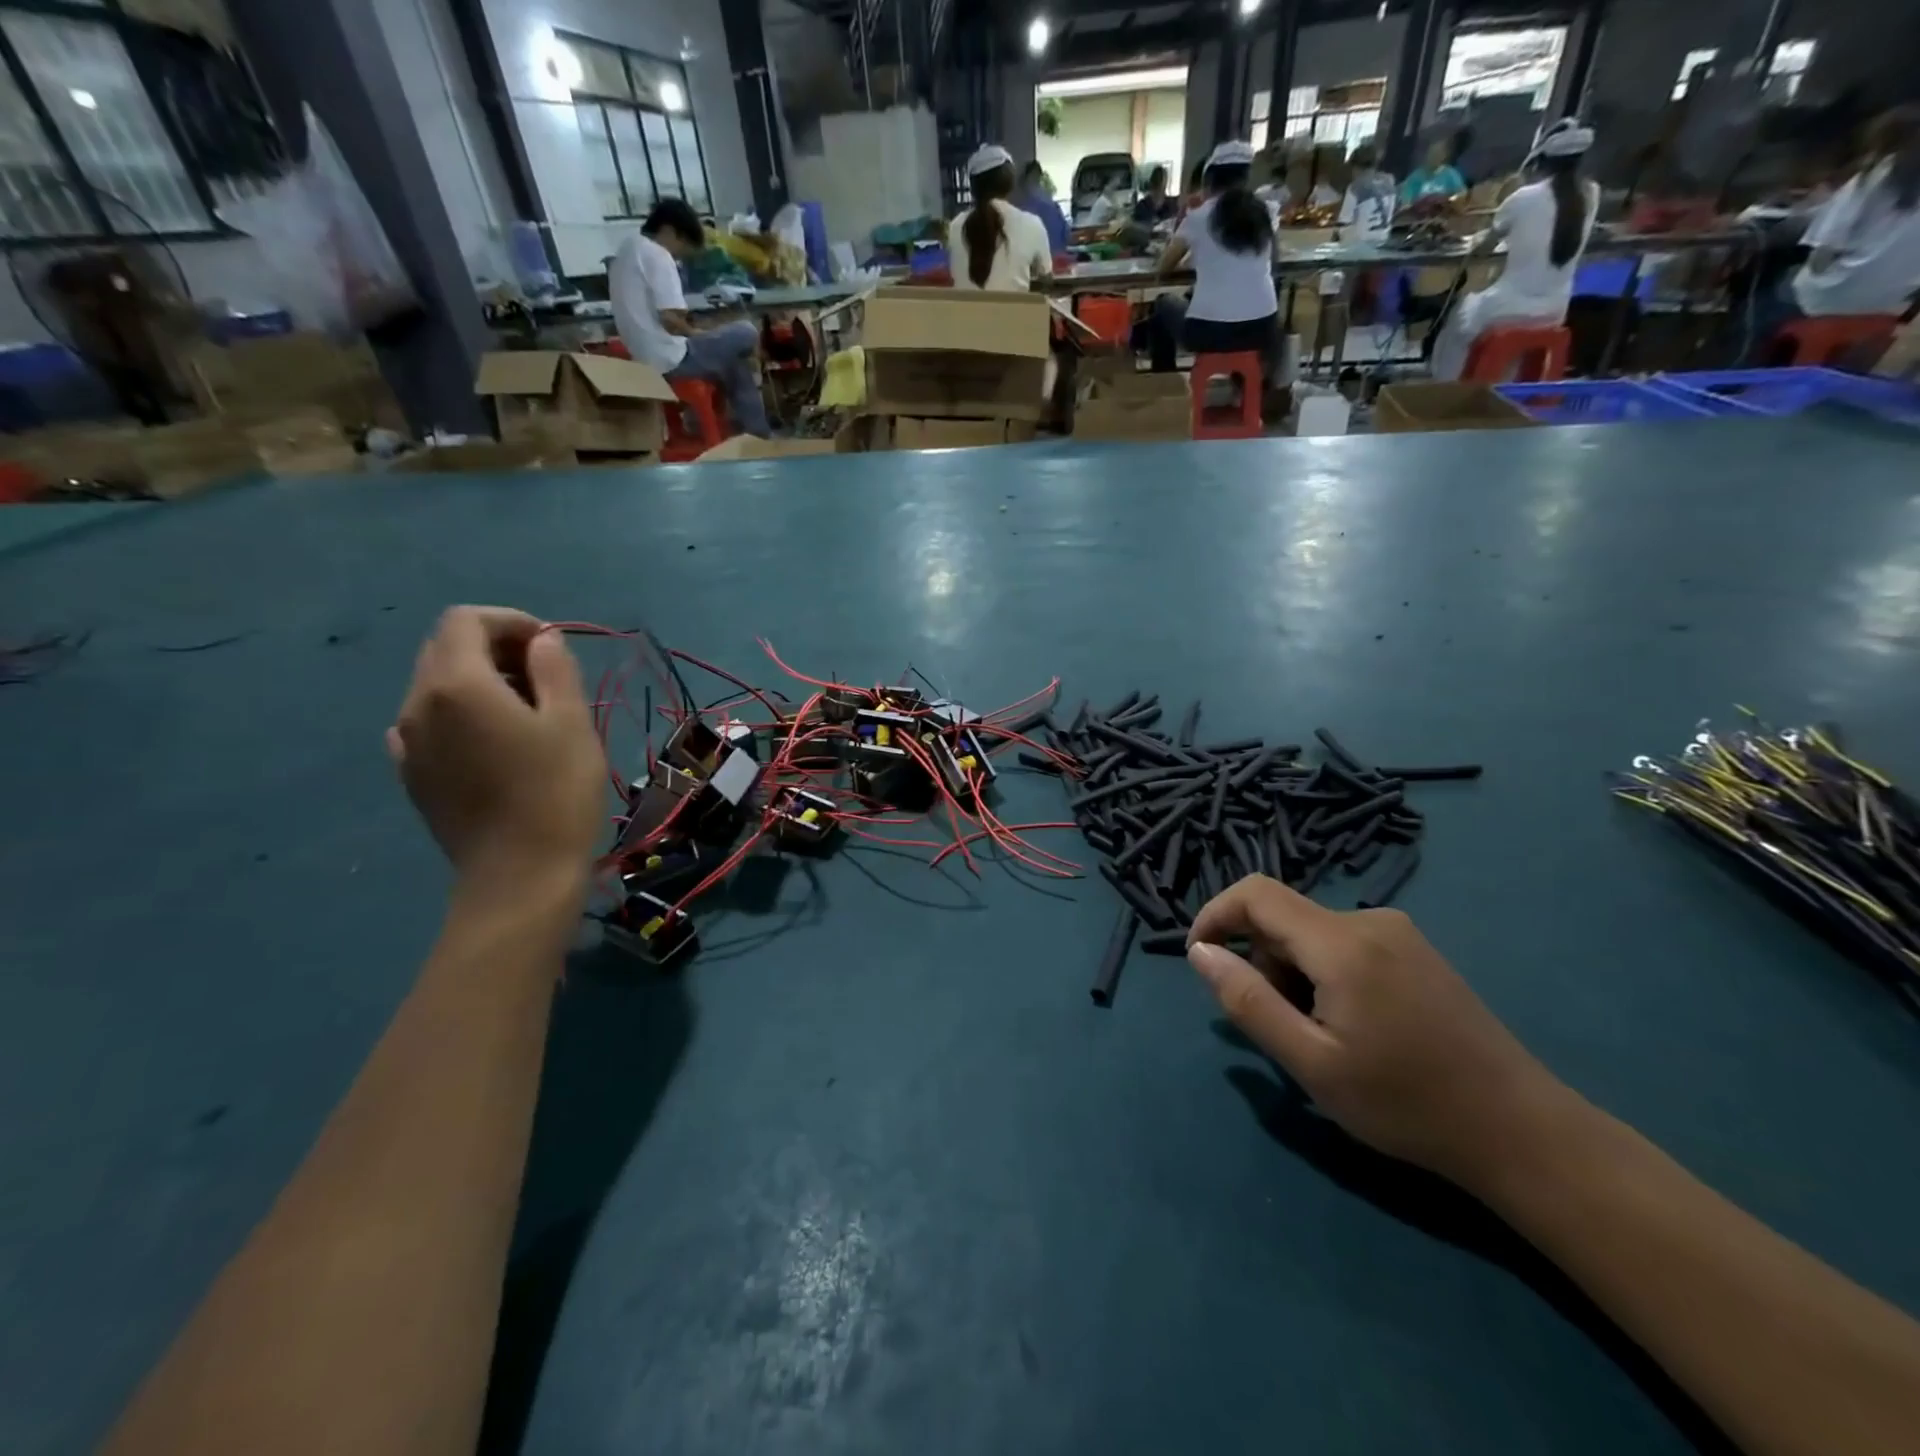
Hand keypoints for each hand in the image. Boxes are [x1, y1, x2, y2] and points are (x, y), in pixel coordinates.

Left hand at [387, 607, 604, 897]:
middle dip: (495, 647)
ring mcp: (407, 742)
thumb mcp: (572, 722)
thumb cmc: (556, 793)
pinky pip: (429, 723)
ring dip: (480, 681)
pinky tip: (493, 743)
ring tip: (526, 712)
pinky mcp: (412, 774)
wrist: (519, 875)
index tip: (551, 648)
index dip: (511, 621)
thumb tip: (541, 640)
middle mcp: (418, 704)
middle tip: (545, 677)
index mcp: (457, 684)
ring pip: (436, 685)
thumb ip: (554, 669)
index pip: (467, 620)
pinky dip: (461, 714)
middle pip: (446, 648)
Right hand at [1187, 876, 1572, 1190]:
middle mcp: (1369, 921)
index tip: (1200, 959)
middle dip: (1262, 963)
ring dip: (1293, 974)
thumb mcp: (1311, 1062)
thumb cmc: (1407, 1104)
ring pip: (1311, 934)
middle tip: (1282, 1029)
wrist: (1522, 1131)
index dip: (1215, 915)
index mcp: (1342, 943)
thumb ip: (1247, 1001)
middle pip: (1283, 919)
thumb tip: (1200, 952)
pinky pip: (1343, 944)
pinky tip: (1354, 1026)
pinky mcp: (1415, 950)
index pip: (1255, 893)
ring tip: (1323, 1037)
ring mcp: (1398, 933)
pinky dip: (1324, 974)